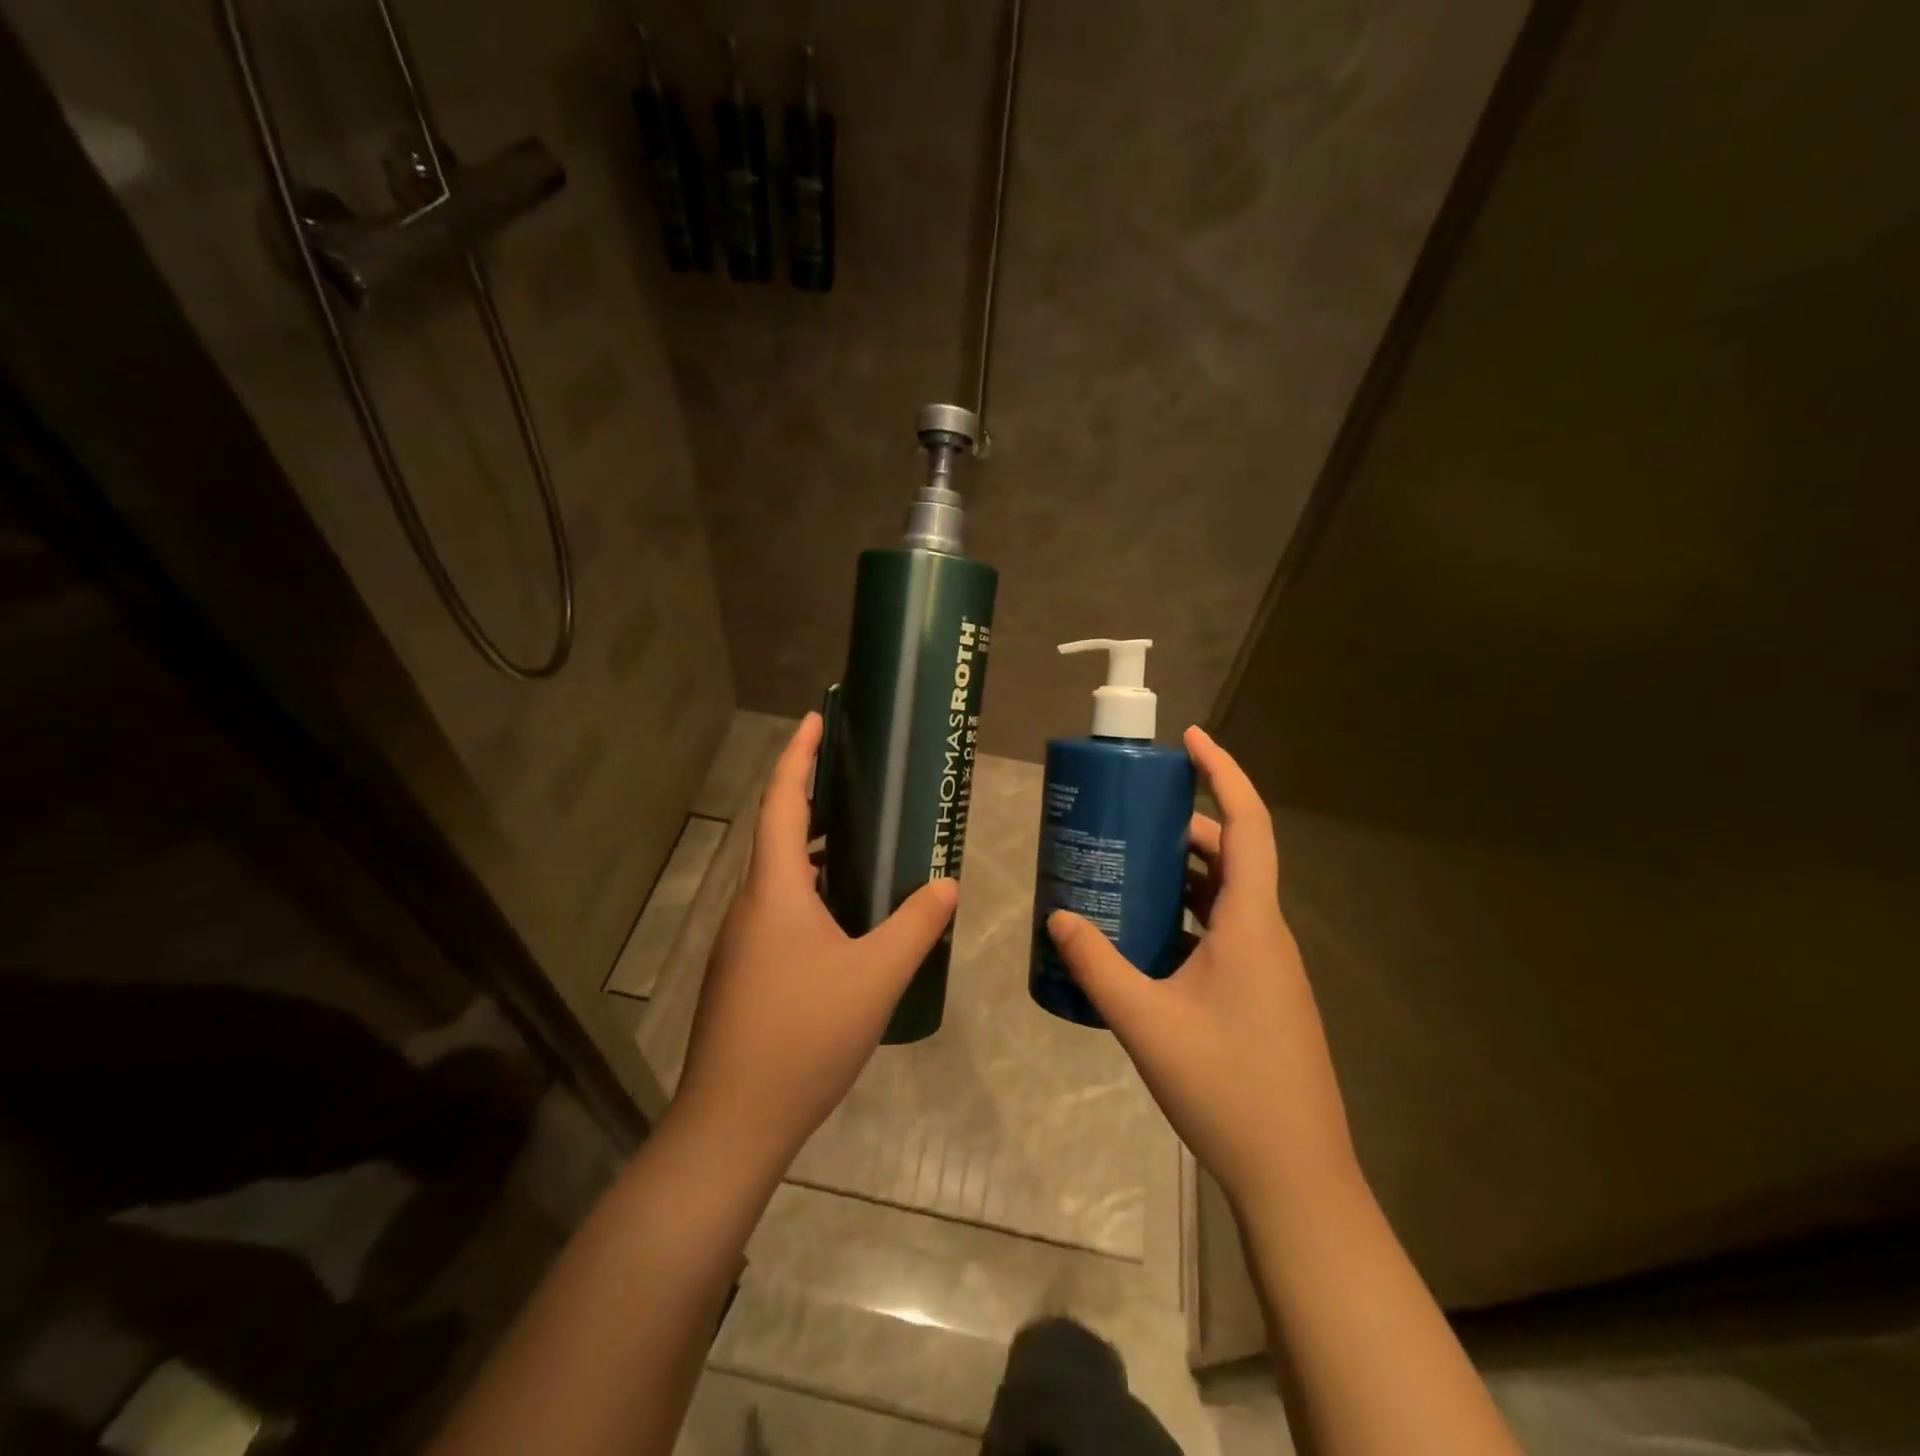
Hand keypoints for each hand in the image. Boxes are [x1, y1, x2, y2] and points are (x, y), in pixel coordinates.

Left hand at [673, 712, 958, 1177]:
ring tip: (858, 841)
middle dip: (810, 797)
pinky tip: (842, 917)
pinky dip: (808, 891)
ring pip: (777, 876)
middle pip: (778, 832)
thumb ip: (916, 924)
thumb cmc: (804, 1034)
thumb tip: (946, 882)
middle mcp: (750, 904)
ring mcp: (740, 941)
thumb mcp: (876, 975)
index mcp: (774, 889)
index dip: (798, 755)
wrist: (732, 1121)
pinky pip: (777, 910)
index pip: (783, 801)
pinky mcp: (742, 972)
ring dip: (812, 849)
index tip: (815, 717)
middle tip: (853, 778)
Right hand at [1046, 727, 1356, 1213]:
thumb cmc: (1226, 1088)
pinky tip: (1145, 938)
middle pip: (1232, 856)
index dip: (1223, 773)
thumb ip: (1096, 965)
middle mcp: (1266, 934)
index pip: (1247, 824)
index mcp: (1251, 924)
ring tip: (1129, 867)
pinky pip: (1224, 933)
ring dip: (1184, 874)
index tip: (1191, 738)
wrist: (1295, 1175)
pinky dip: (1187, 917)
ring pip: (1227, 897)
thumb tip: (1058, 915)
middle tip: (1132, 814)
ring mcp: (1268, 967)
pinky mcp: (1262, 995)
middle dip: (1185, 826)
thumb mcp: (1146, 1021)